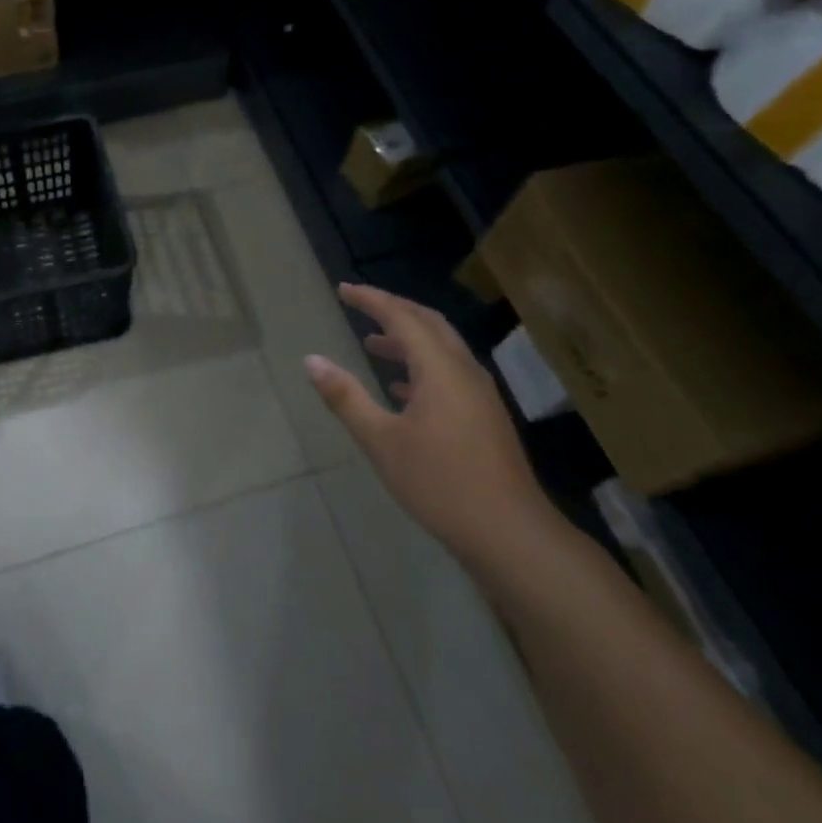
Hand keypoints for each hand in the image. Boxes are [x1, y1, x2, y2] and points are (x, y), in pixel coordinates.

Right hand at [304, 283, 556, 564]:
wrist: (510, 533)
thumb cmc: (440, 483)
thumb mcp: (381, 441)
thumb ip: (346, 397)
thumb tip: (312, 360)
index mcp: (440, 369)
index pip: (402, 318)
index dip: (371, 300)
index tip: (343, 289)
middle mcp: (464, 371)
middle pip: (428, 323)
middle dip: (393, 310)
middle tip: (360, 304)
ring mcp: (479, 394)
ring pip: (441, 349)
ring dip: (407, 339)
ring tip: (371, 343)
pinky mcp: (485, 416)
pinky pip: (449, 373)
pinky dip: (421, 366)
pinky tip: (400, 388)